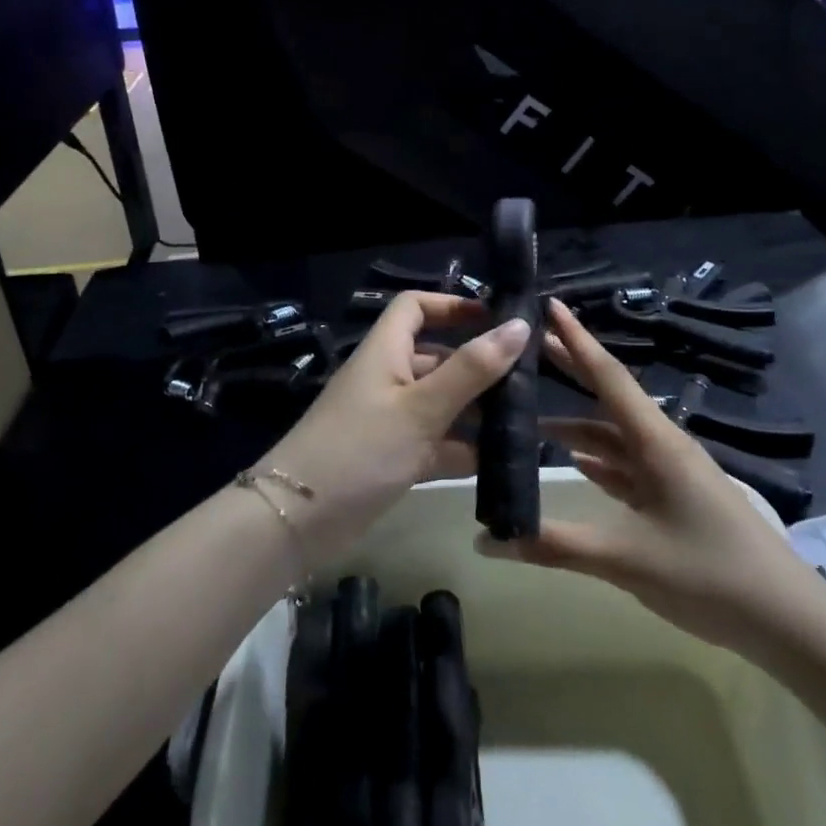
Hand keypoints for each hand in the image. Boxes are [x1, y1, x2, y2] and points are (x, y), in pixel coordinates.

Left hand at [261, 292, 529, 572]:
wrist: (297, 520)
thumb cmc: (360, 449)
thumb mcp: (421, 407)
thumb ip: (471, 369)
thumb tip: (518, 325)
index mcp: (385, 351)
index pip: (415, 307)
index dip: (452, 306)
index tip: (496, 320)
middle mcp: (387, 378)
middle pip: (436, 357)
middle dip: (477, 367)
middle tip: (528, 382)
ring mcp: (388, 420)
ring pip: (439, 403)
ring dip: (476, 411)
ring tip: (525, 423)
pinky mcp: (391, 458)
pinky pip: (434, 443)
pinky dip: (461, 449)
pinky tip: (500, 464)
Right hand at [477, 299, 822, 653]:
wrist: (791, 624)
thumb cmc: (710, 576)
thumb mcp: (626, 559)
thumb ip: (555, 545)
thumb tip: (486, 538)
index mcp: (655, 442)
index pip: (606, 375)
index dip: (575, 339)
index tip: (549, 304)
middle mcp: (662, 445)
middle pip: (609, 396)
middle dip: (571, 368)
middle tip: (530, 345)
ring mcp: (671, 473)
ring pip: (615, 436)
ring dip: (577, 425)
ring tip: (532, 419)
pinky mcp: (676, 499)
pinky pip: (628, 466)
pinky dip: (598, 459)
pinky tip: (576, 462)